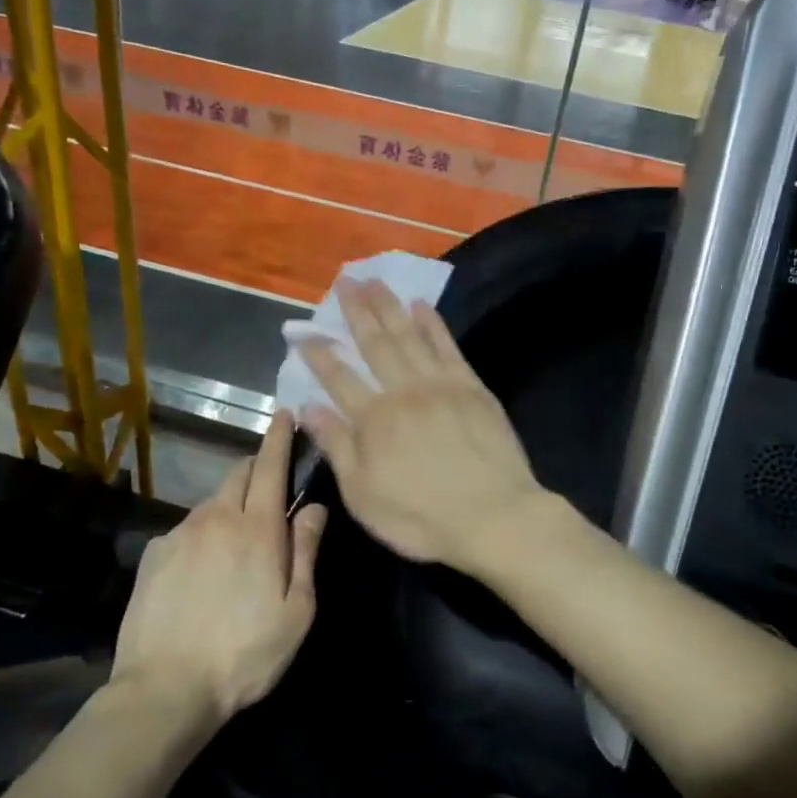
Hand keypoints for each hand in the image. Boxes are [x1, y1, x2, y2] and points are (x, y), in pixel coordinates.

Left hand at [111, 411, 326, 722]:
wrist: (165, 689)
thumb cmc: (245, 654)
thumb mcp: (296, 611)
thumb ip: (306, 552)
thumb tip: (315, 508)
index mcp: (257, 529)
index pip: (270, 467)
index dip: (279, 437)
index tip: (284, 413)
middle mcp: (216, 518)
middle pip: (238, 474)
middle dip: (256, 466)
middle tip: (270, 482)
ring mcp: (179, 534)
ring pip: (211, 502)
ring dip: (230, 504)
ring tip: (238, 539)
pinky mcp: (153, 554)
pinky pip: (186, 529)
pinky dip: (203, 533)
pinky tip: (203, 569)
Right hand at [298, 278, 547, 573]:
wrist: (494, 516)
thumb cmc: (422, 516)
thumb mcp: (363, 494)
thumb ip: (337, 446)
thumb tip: (309, 406)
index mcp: (373, 419)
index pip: (338, 377)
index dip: (318, 353)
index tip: (302, 331)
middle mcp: (403, 391)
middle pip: (375, 343)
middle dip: (356, 311)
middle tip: (344, 281)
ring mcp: (440, 384)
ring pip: (409, 335)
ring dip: (389, 306)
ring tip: (374, 280)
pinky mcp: (472, 387)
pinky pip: (447, 346)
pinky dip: (433, 324)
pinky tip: (421, 306)